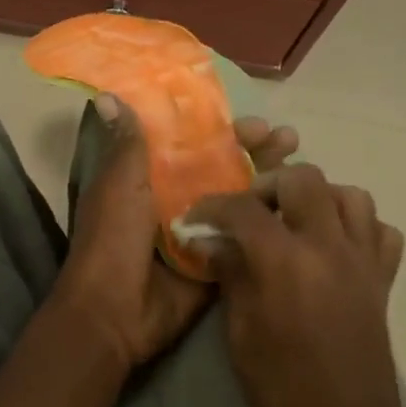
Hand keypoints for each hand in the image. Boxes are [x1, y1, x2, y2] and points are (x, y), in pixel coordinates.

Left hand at [53, 97, 298, 372]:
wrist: (116, 312)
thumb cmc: (113, 240)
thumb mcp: (118, 185)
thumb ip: (125, 144)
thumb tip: (104, 95)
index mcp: (153, 177)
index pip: (196, 142)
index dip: (224, 129)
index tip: (252, 120)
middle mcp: (180, 198)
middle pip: (227, 166)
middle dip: (257, 150)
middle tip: (287, 139)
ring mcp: (203, 230)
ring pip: (243, 197)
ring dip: (270, 178)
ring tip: (301, 163)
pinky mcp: (218, 259)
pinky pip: (249, 235)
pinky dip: (271, 220)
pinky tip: (299, 205)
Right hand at [185, 164, 405, 406]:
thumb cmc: (283, 390)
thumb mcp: (241, 334)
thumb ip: (231, 276)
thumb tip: (212, 241)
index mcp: (286, 262)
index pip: (244, 209)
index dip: (213, 206)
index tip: (196, 218)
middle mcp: (330, 247)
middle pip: (304, 179)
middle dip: (269, 185)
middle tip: (250, 213)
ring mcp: (364, 261)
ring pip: (352, 196)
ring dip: (319, 198)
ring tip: (295, 223)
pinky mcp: (384, 281)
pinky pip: (382, 232)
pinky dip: (360, 227)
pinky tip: (336, 247)